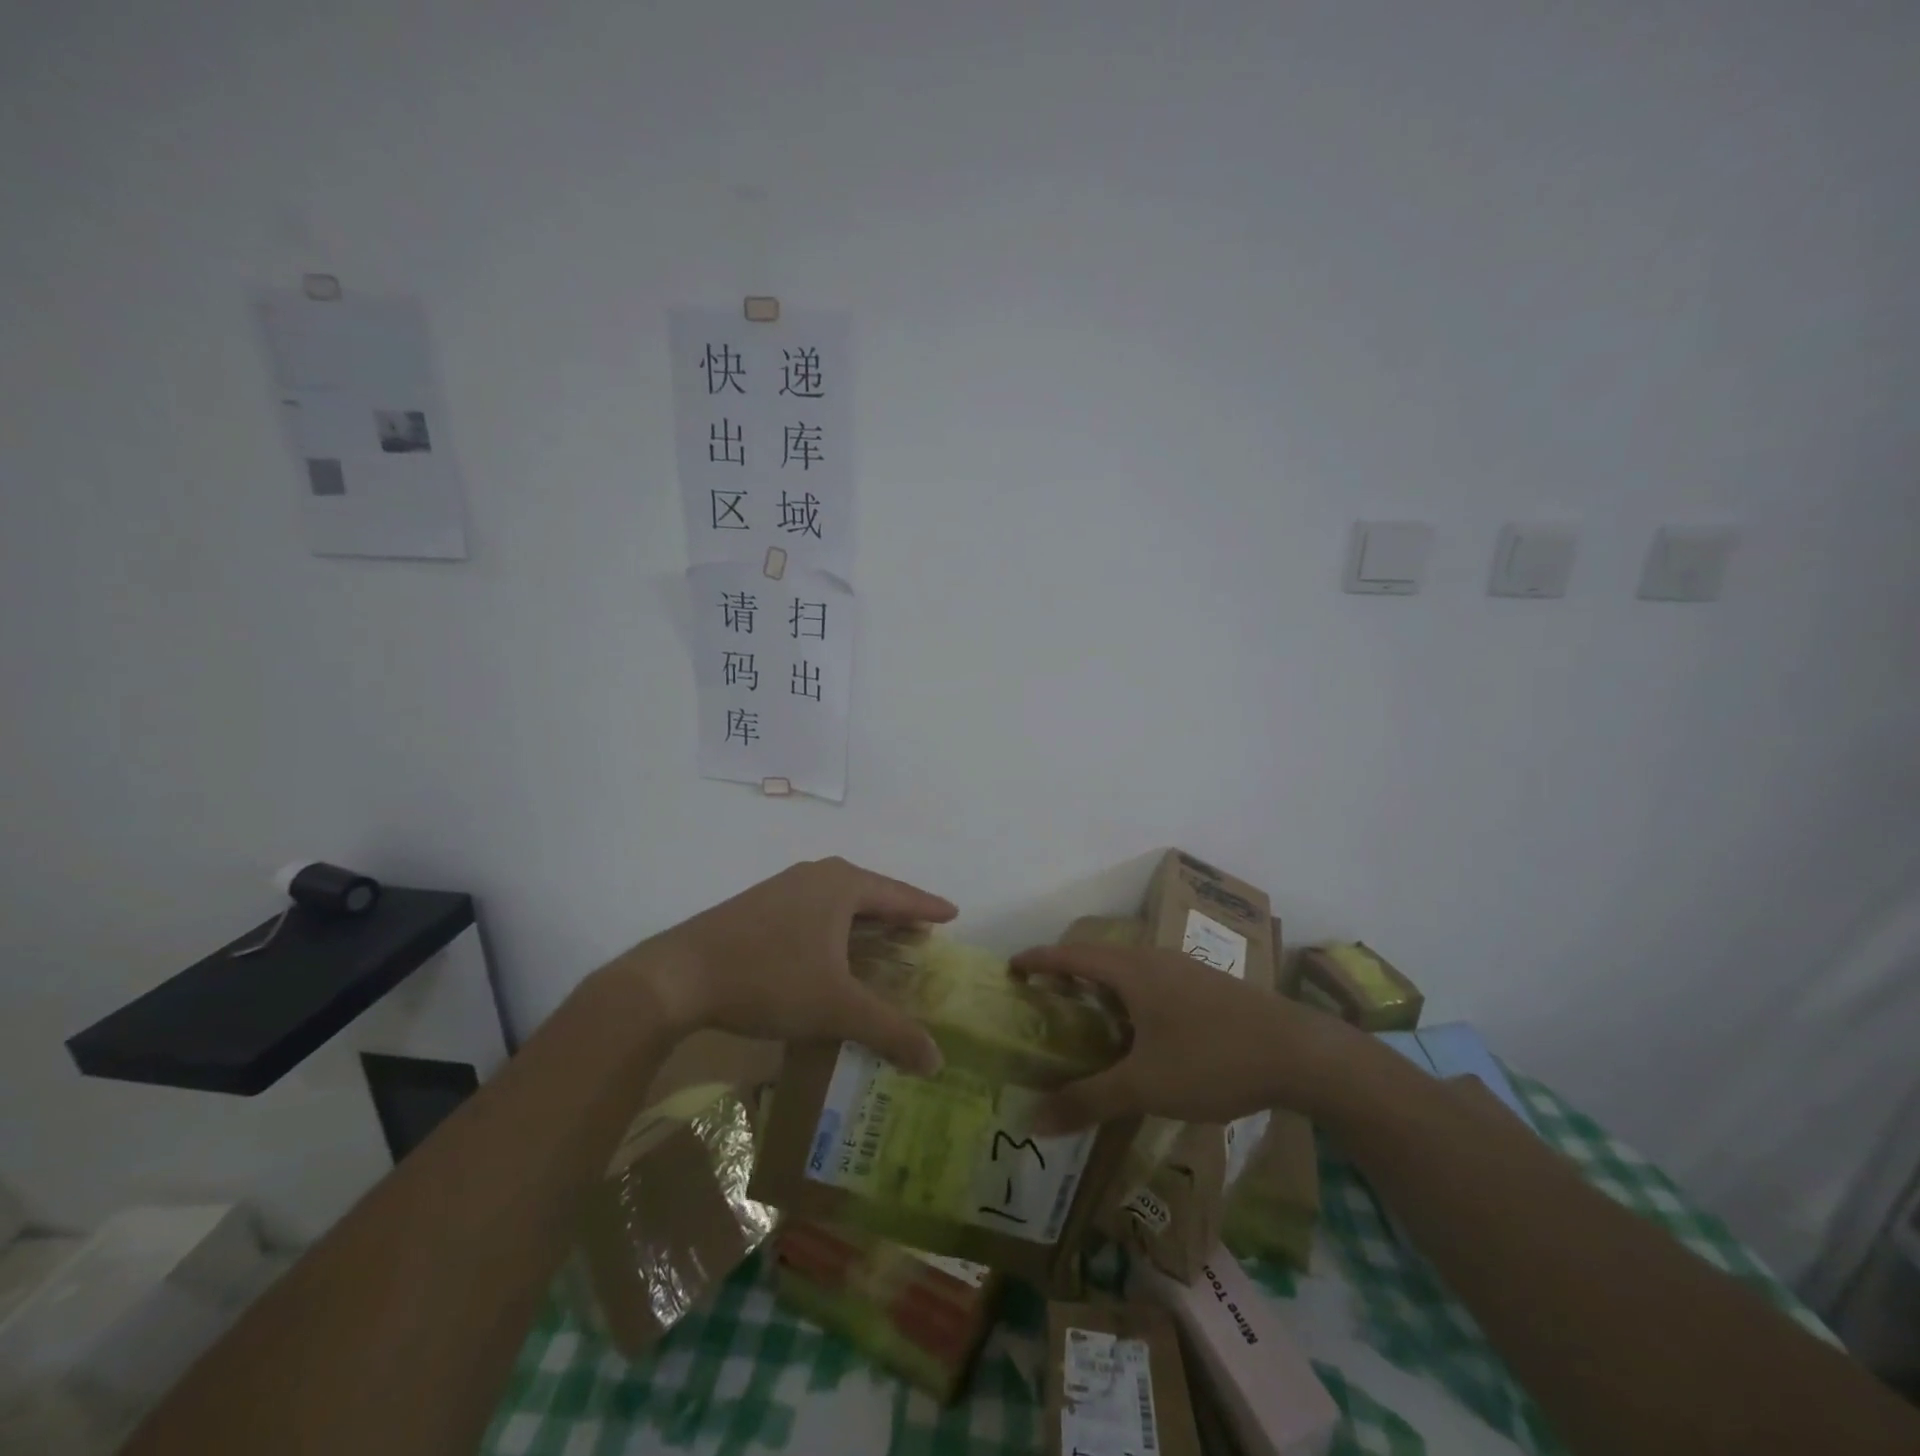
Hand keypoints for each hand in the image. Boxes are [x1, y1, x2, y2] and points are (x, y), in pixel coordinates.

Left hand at [631, 857, 955, 1073]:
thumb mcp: (836, 1007)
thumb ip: (889, 1030)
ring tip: (885, 942)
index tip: (954, 913)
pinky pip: (815, 910)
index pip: (899, 894)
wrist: (679, 976)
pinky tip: (833, 952)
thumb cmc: (770, 978)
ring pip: (840, 902)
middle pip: (871, 893)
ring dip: (865, 922)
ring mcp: (784, 887)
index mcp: (842, 885)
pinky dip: (836, 928)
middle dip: (898, 914)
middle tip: (923, 934)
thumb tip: (937, 1061)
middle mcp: (816, 875)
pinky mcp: (760, 905)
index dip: (928, 907)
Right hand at [1008, 942, 1369, 1133]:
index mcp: (1132, 970)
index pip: (1071, 955)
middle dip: (1067, 973)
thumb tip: (1032, 1118)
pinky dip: (1130, 997)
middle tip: (1043, 999)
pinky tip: (1140, 1033)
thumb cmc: (1212, 1059)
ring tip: (1085, 1017)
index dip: (1038, 959)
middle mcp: (1155, 959)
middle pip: (1098, 957)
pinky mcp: (1208, 987)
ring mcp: (1185, 970)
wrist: (1300, 1053)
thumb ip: (1088, 1100)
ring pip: (1129, 970)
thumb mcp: (1145, 1086)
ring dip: (1101, 986)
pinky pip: (1152, 982)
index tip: (1011, 966)